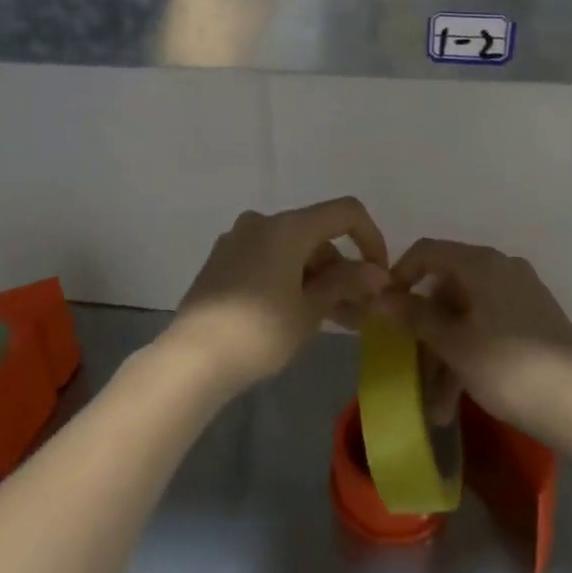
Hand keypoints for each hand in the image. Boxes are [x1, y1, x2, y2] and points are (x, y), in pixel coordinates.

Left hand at [164, 198, 390, 394]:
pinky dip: (290, 278)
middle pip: (317, 234)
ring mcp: (237, 240)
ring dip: (317, 278)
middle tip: (359, 311)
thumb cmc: (259, 332)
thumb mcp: (309, 310)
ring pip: (292, 250)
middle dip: (342, 268)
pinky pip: (268, 259)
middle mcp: (261, 222)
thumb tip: (378, 273)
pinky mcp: (222, 261)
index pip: (344, 212)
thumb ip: (345, 284)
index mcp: (287, 226)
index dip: (370, 238)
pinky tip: (296, 313)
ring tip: (334, 320)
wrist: (192, 359)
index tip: (379, 276)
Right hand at [380, 239, 571, 448]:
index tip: (383, 311)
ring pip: (468, 315)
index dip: (399, 276)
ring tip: (438, 408)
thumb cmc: (511, 370)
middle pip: (447, 289)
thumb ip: (414, 316)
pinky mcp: (537, 321)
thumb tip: (378, 295)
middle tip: (412, 372)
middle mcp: (502, 268)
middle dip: (425, 333)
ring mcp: (523, 294)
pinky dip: (472, 354)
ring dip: (447, 356)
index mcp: (481, 263)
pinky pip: (490, 327)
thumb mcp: (454, 346)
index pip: (427, 252)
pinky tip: (463, 397)